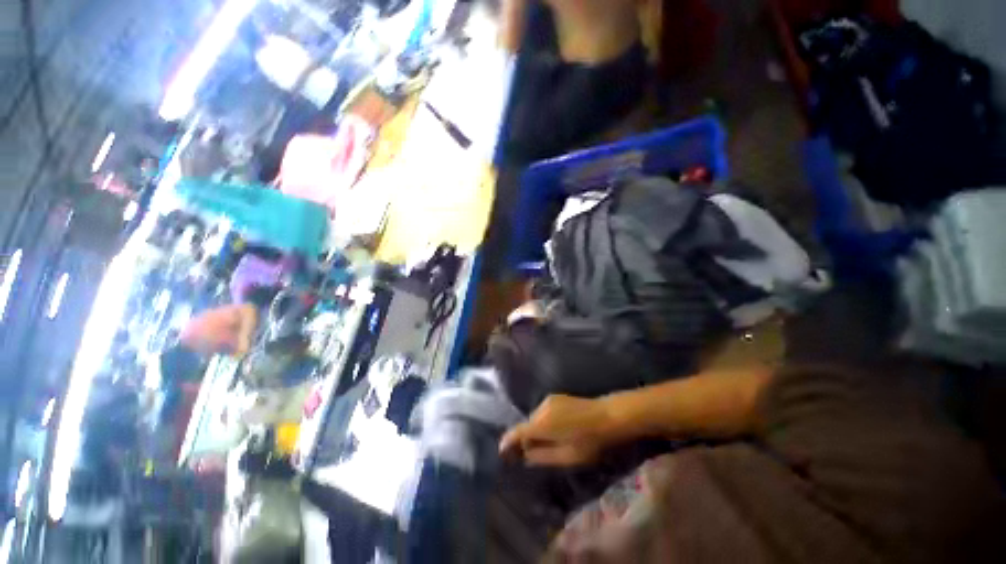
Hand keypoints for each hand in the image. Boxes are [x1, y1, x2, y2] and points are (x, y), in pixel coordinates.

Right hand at [499, 395, 615, 466]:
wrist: (607, 416)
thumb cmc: (589, 441)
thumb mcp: (566, 456)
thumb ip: (542, 456)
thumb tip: (525, 456)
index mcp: (542, 423)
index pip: (518, 431)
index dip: (508, 441)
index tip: (502, 451)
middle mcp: (541, 407)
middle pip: (527, 425)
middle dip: (527, 438)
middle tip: (532, 453)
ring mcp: (549, 399)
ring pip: (536, 418)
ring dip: (537, 429)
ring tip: (549, 442)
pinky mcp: (556, 396)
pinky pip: (543, 411)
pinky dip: (545, 421)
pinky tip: (558, 429)